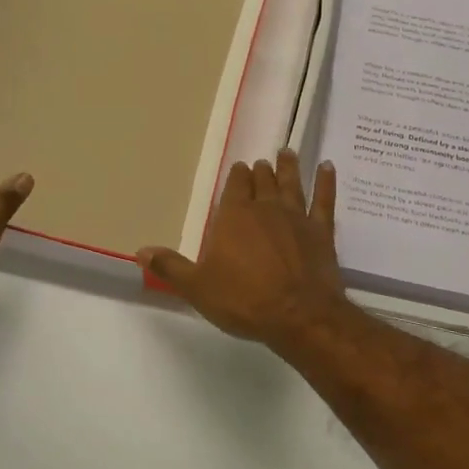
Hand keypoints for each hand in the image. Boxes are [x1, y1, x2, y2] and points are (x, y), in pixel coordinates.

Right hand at [137, 149, 351, 351]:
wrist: (299, 315)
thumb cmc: (244, 300)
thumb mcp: (198, 288)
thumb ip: (170, 267)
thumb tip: (140, 251)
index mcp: (234, 217)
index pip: (234, 188)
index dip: (237, 177)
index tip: (239, 167)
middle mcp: (265, 209)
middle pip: (262, 182)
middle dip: (260, 171)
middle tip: (262, 162)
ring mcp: (296, 217)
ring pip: (291, 184)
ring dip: (289, 168)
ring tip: (288, 152)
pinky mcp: (322, 231)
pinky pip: (324, 200)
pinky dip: (327, 182)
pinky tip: (328, 168)